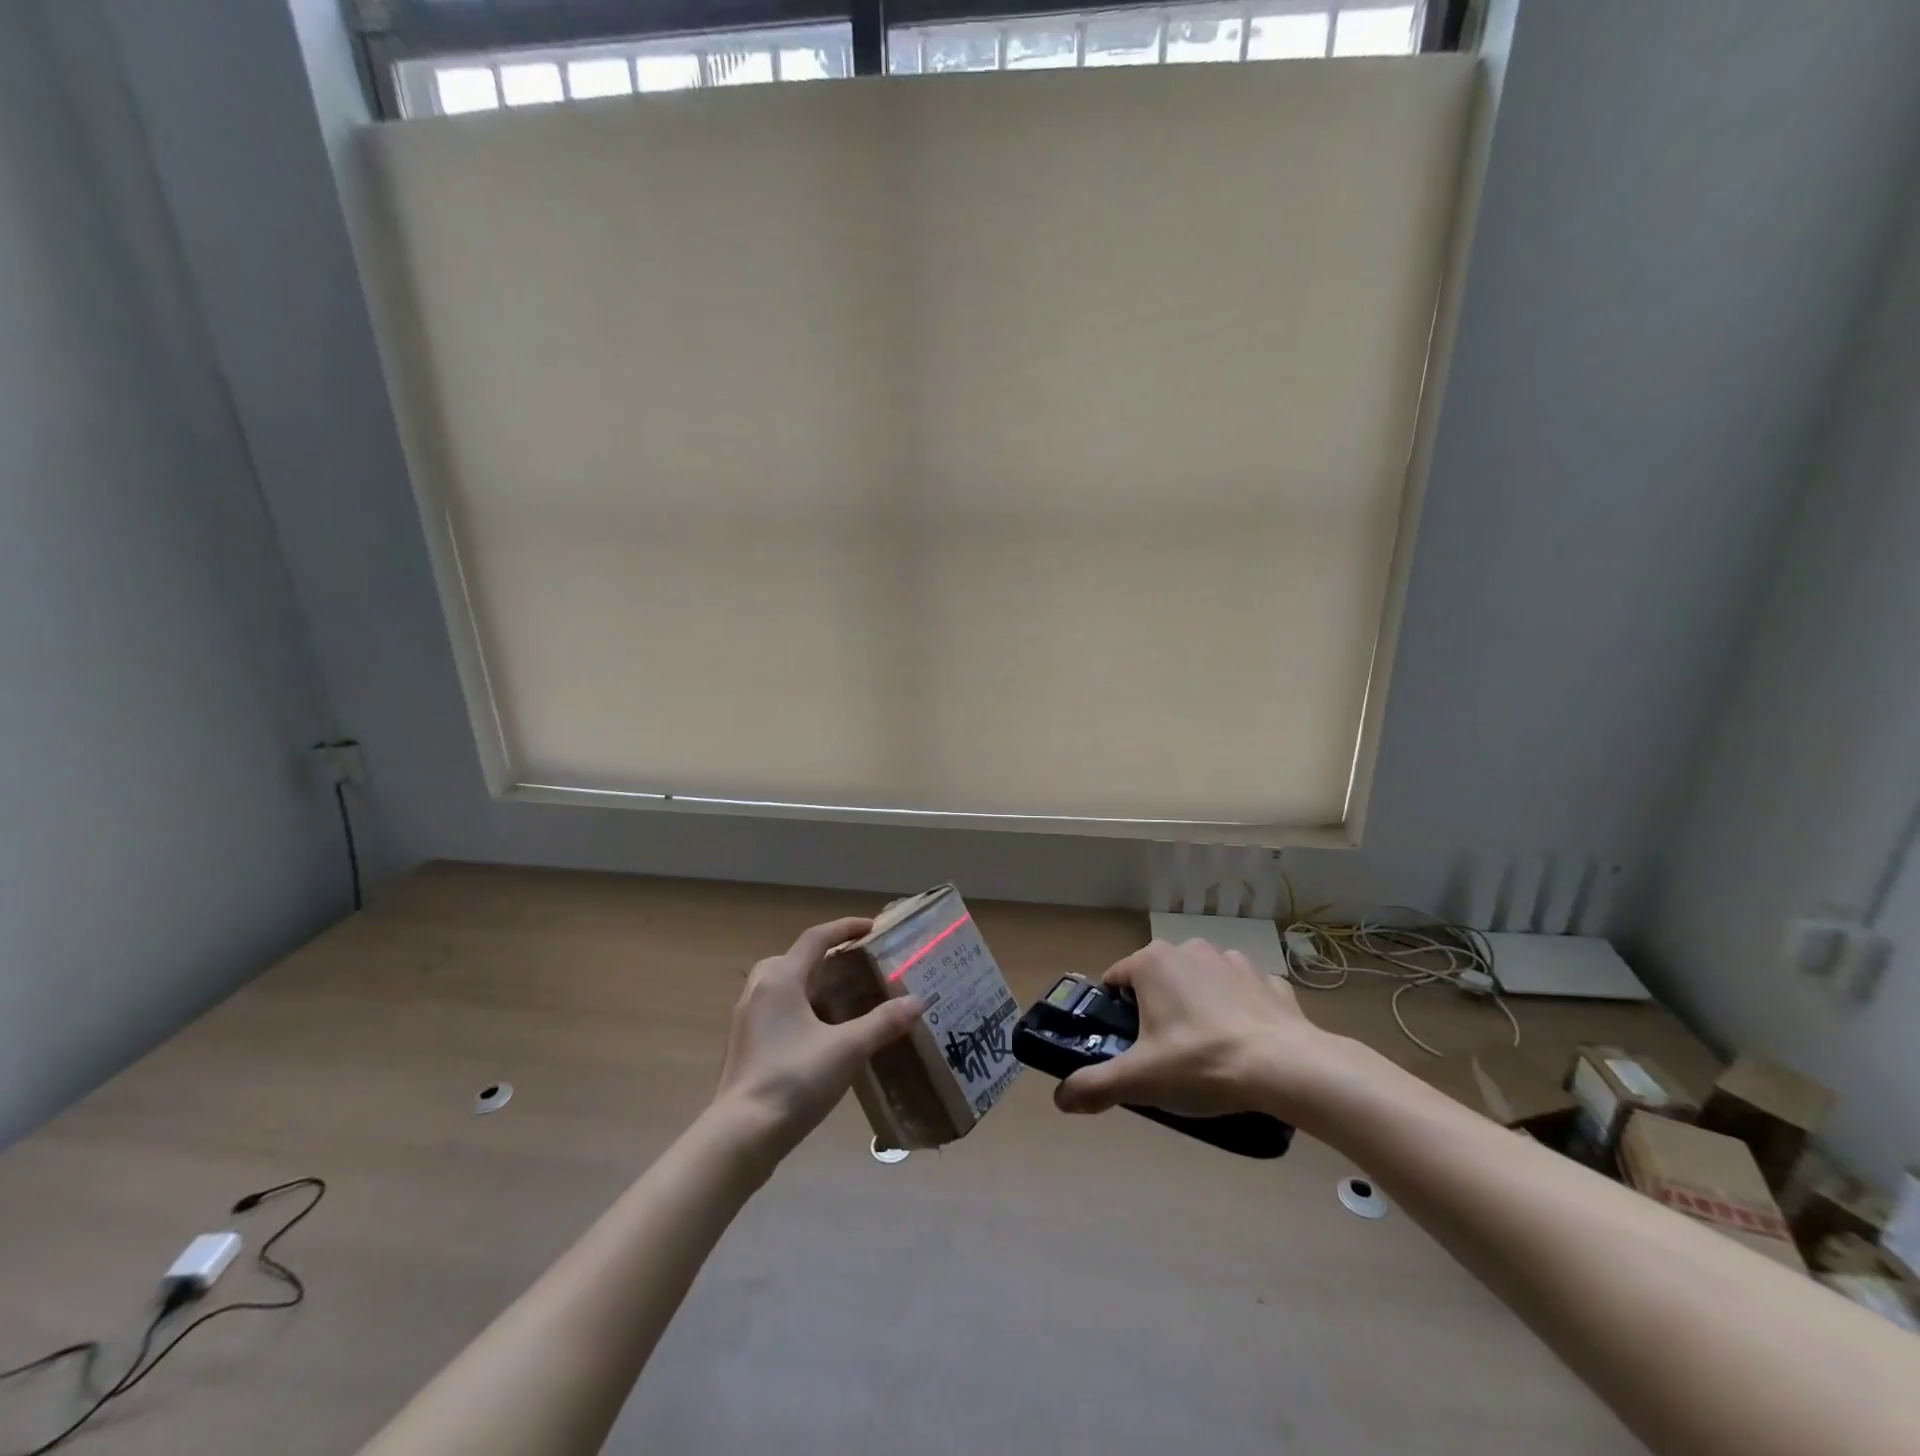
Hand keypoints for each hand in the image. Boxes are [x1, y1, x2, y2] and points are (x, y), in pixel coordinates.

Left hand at [713, 917, 922, 1157]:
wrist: (742, 1136)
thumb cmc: (794, 1080)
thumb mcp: (848, 1049)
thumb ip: (883, 1023)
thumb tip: (917, 1003)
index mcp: (780, 979)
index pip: (815, 938)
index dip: (845, 928)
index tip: (871, 927)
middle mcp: (759, 990)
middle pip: (793, 958)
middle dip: (824, 958)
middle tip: (853, 969)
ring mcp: (747, 1019)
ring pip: (781, 985)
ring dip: (810, 984)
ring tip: (840, 1001)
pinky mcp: (745, 1045)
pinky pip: (775, 1010)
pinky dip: (798, 1008)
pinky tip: (820, 1034)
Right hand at [1055, 938, 1343, 1121]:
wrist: (1287, 1068)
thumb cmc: (1202, 1063)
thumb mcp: (1140, 1080)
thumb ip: (1094, 1086)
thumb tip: (1060, 1099)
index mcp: (1152, 962)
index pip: (1115, 980)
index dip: (1114, 1013)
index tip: (1126, 1046)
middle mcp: (1188, 949)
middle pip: (1158, 981)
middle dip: (1157, 1011)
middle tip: (1165, 1057)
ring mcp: (1232, 960)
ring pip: (1200, 983)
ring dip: (1198, 1008)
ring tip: (1208, 1053)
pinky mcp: (1268, 979)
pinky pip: (1241, 993)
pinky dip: (1238, 1013)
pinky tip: (1245, 1046)